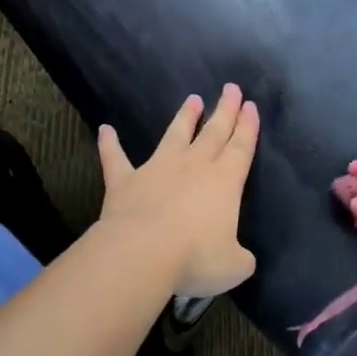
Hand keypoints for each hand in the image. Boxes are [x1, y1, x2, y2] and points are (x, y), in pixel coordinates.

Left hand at [97, 84, 259, 297]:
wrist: (142, 253)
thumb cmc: (195, 258)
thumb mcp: (233, 266)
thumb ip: (240, 258)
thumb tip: (241, 259)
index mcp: (225, 182)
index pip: (241, 148)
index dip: (247, 127)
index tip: (250, 106)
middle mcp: (194, 166)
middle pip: (213, 132)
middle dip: (224, 110)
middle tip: (231, 88)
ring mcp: (157, 169)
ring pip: (174, 136)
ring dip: (184, 118)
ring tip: (192, 99)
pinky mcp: (125, 181)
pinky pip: (116, 158)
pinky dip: (110, 144)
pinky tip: (106, 129)